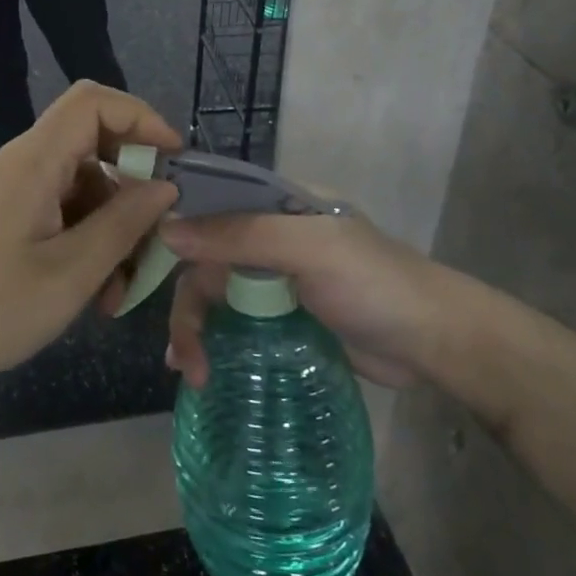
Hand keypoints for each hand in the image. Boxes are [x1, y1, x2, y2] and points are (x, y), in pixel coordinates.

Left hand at [0, 83, 180, 398]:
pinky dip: (81, 243)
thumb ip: (124, 225)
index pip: (95, 101)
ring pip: (77, 188)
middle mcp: (20, 164)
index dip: (142, 118)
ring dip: (108, 229)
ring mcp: (6, 194)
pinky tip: (88, 293)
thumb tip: (164, 186)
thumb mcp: (69, 273)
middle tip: (152, 246)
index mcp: (35, 160)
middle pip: (91, 147)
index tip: (175, 163)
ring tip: (118, 293)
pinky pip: (53, 213)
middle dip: (131, 191)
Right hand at [157, 212, 440, 388]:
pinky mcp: (284, 318)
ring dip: (197, 328)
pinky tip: (202, 370)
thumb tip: (166, 229)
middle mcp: (269, 235)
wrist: (436, 343)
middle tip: (183, 354)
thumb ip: (240, 235)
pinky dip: (216, 342)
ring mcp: (276, 278)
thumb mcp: (307, 248)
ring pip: (217, 294)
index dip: (173, 225)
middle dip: (188, 304)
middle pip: (206, 258)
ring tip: (191, 373)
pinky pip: (236, 323)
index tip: (139, 259)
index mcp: (276, 203)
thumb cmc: (373, 283)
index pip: (210, 202)